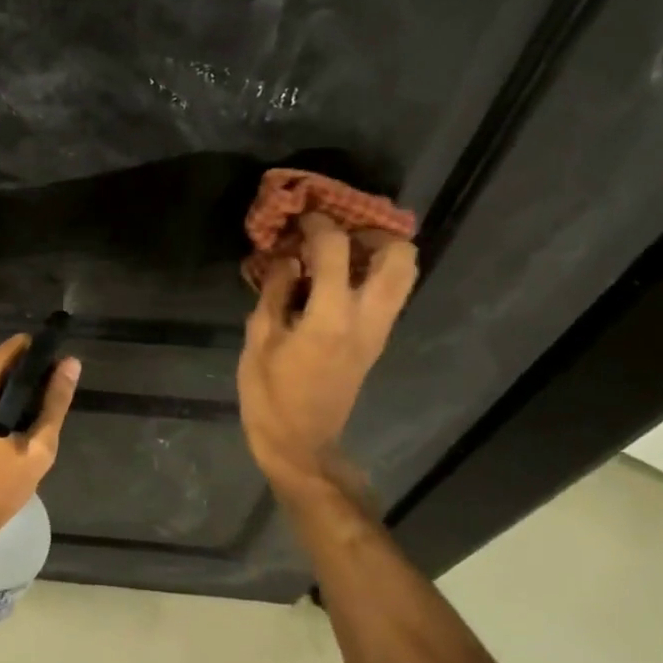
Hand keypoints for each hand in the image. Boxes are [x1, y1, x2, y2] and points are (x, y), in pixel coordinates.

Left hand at [0, 335, 79, 550]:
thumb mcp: (35, 450)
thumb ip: (54, 403)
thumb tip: (71, 363)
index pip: (20, 346)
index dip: (43, 360)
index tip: (57, 385)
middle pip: (5, 363)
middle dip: (28, 384)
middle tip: (43, 420)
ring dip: (12, 399)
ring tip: (27, 435)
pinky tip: (5, 440)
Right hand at [238, 213, 417, 500]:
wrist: (301, 444)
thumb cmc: (270, 394)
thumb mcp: (259, 338)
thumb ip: (275, 292)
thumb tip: (288, 260)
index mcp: (331, 317)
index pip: (336, 250)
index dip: (318, 225)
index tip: (300, 218)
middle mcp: (366, 319)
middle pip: (399, 258)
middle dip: (372, 233)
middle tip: (336, 231)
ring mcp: (377, 332)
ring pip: (403, 276)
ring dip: (376, 253)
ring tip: (337, 251)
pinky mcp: (375, 342)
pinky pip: (387, 294)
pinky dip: (369, 274)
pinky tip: (334, 277)